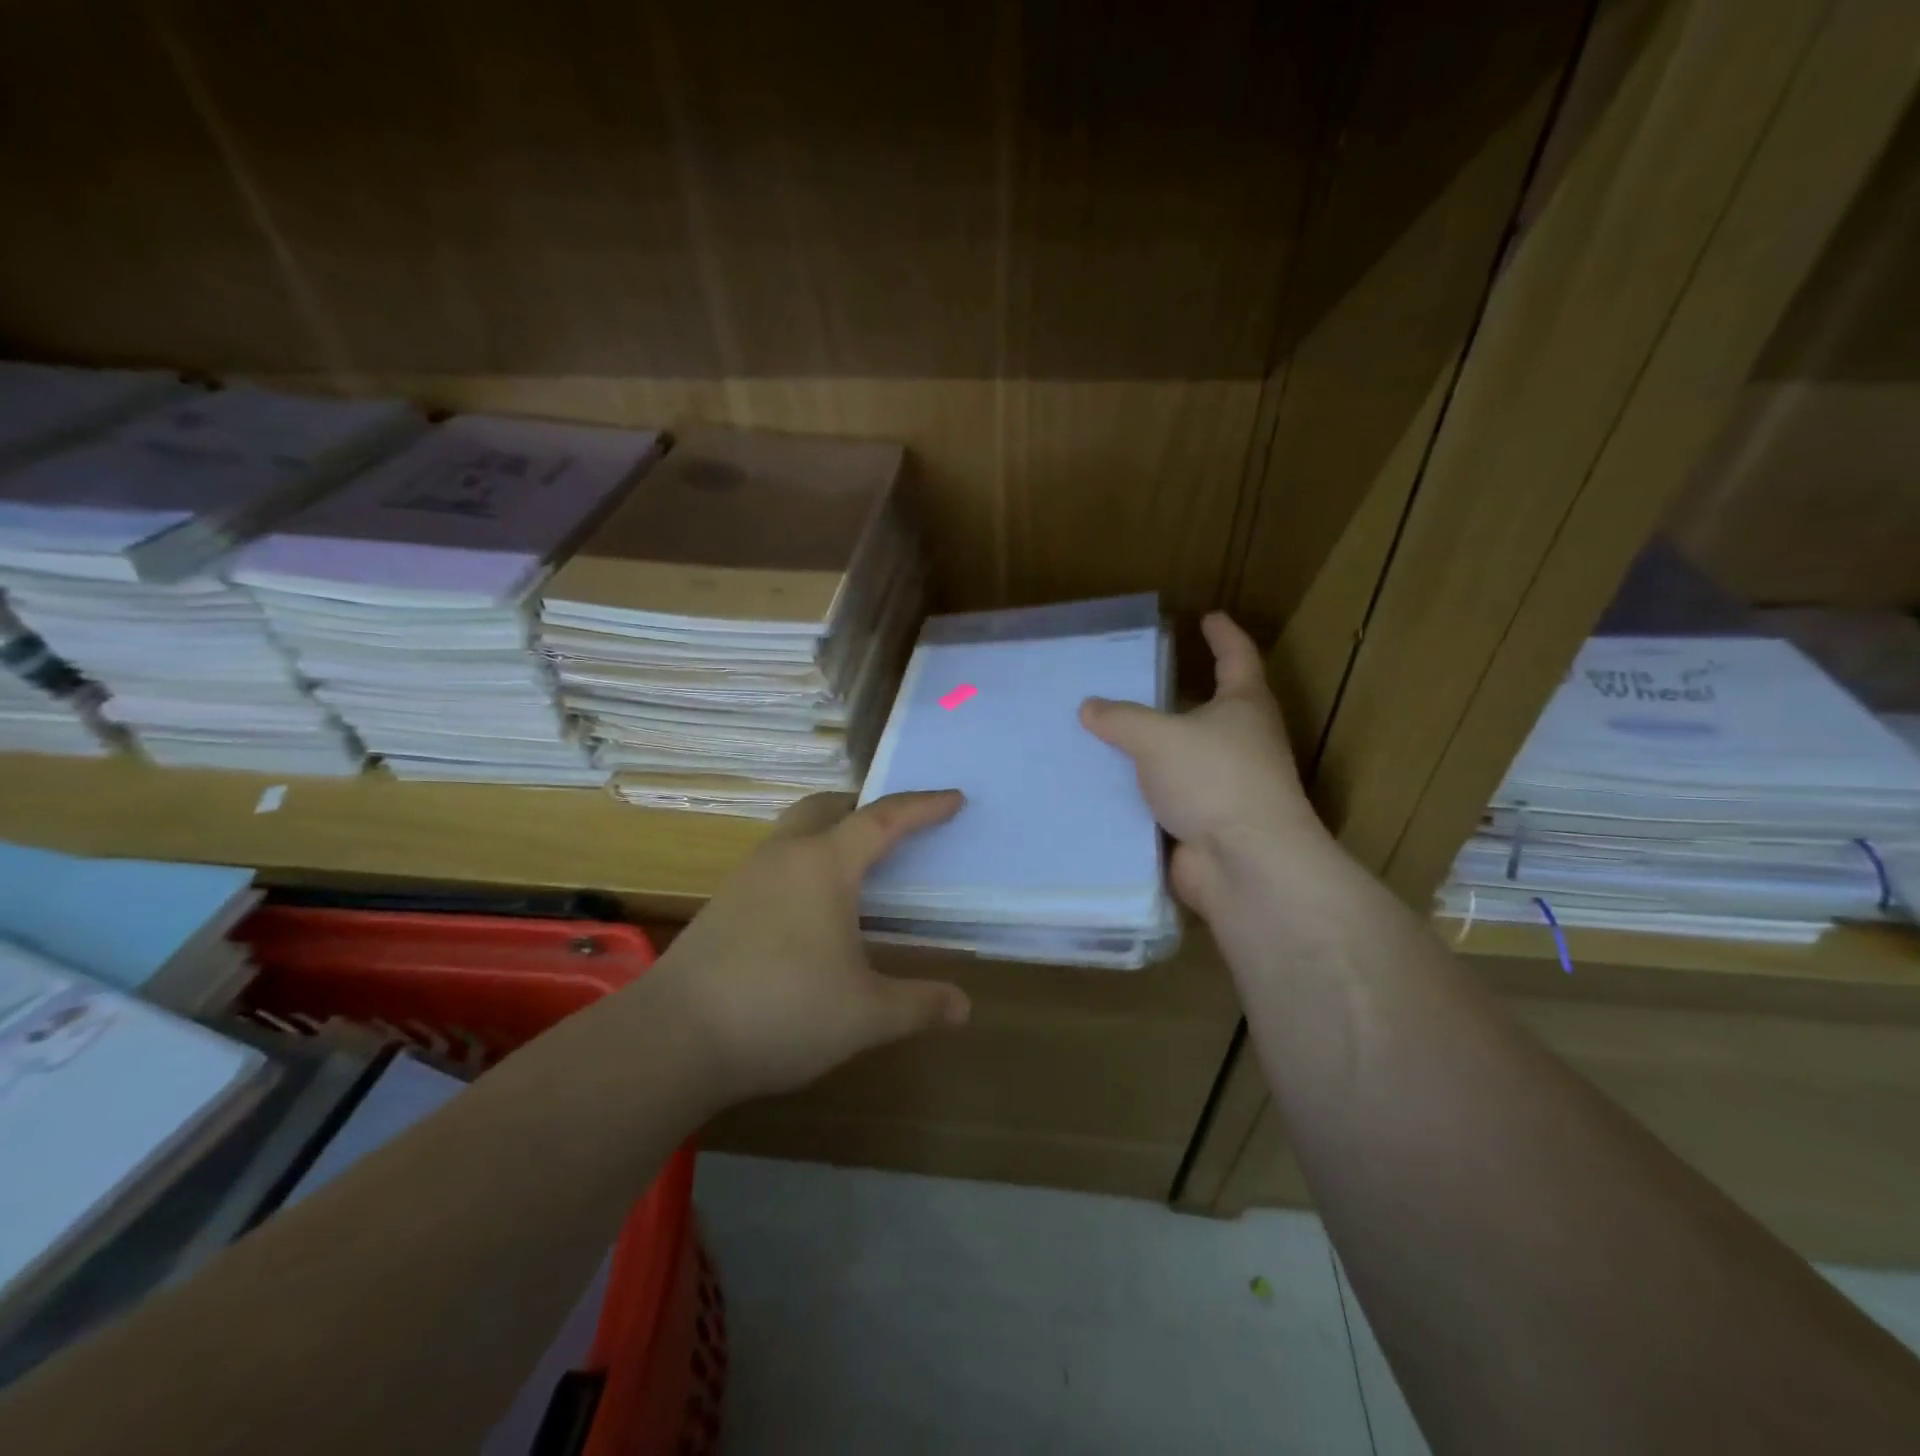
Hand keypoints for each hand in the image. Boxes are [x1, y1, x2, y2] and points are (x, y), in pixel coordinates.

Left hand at [648, 790, 971, 1104]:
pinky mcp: (723, 904)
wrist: (673, 1038)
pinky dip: (803, 862)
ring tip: (855, 866)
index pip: (883, 819)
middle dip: (865, 805)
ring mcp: (746, 877)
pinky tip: (810, 908)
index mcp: (824, 865)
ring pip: (794, 831)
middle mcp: (784, 856)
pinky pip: (774, 861)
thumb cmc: (781, 1011)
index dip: (923, 806)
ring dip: (829, 832)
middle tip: (894, 824)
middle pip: (827, 806)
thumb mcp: (865, 1015)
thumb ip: (918, 1005)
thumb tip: (964, 1007)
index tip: (954, 798)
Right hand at [1080, 612, 1326, 913]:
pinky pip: (1162, 799)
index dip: (1222, 635)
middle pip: (1206, 709)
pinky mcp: (1202, 824)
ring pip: (1179, 758)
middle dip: (1173, 697)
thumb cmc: (1214, 780)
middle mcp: (1240, 743)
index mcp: (1244, 706)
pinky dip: (1137, 793)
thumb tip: (1089, 707)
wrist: (1243, 865)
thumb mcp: (1160, 737)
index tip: (1208, 616)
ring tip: (1100, 734)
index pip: (1236, 657)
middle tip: (1128, 681)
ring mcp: (1222, 787)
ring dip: (1148, 750)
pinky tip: (1099, 786)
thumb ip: (1122, 719)